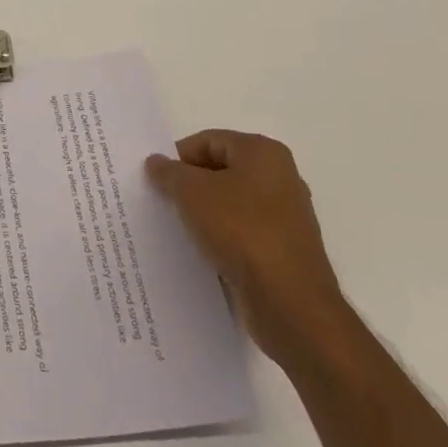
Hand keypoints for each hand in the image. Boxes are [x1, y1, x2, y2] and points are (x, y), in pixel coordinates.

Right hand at [145, 130, 350, 361]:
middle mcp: (281, 177)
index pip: (208, 141)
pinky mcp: (285, 251)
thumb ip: (169, 173)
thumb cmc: (241, 232)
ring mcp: (287, 216)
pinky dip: (223, 238)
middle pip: (222, 170)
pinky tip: (204, 253)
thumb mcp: (192, 193)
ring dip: (206, 213)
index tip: (157, 180)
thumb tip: (156, 162)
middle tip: (164, 201)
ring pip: (232, 204)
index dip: (179, 157)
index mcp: (263, 152)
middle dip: (191, 185)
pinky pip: (244, 233)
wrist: (291, 305)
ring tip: (180, 229)